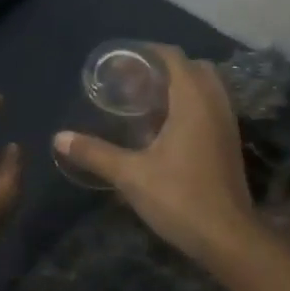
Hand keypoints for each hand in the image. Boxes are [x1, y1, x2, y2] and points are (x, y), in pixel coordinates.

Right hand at [52, 45, 260, 263]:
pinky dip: (190, 107)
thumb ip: (95, 153)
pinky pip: (210, 108)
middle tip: (132, 85)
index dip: (146, 53)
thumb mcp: (131, 175)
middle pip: (193, 68)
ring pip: (205, 89)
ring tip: (145, 105)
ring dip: (178, 88)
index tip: (120, 63)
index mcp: (194, 101)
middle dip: (163, 69)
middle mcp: (215, 104)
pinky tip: (165, 130)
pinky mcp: (230, 143)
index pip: (173, 57)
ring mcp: (227, 123)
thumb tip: (59, 138)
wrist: (228, 237)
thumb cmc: (180, 198)